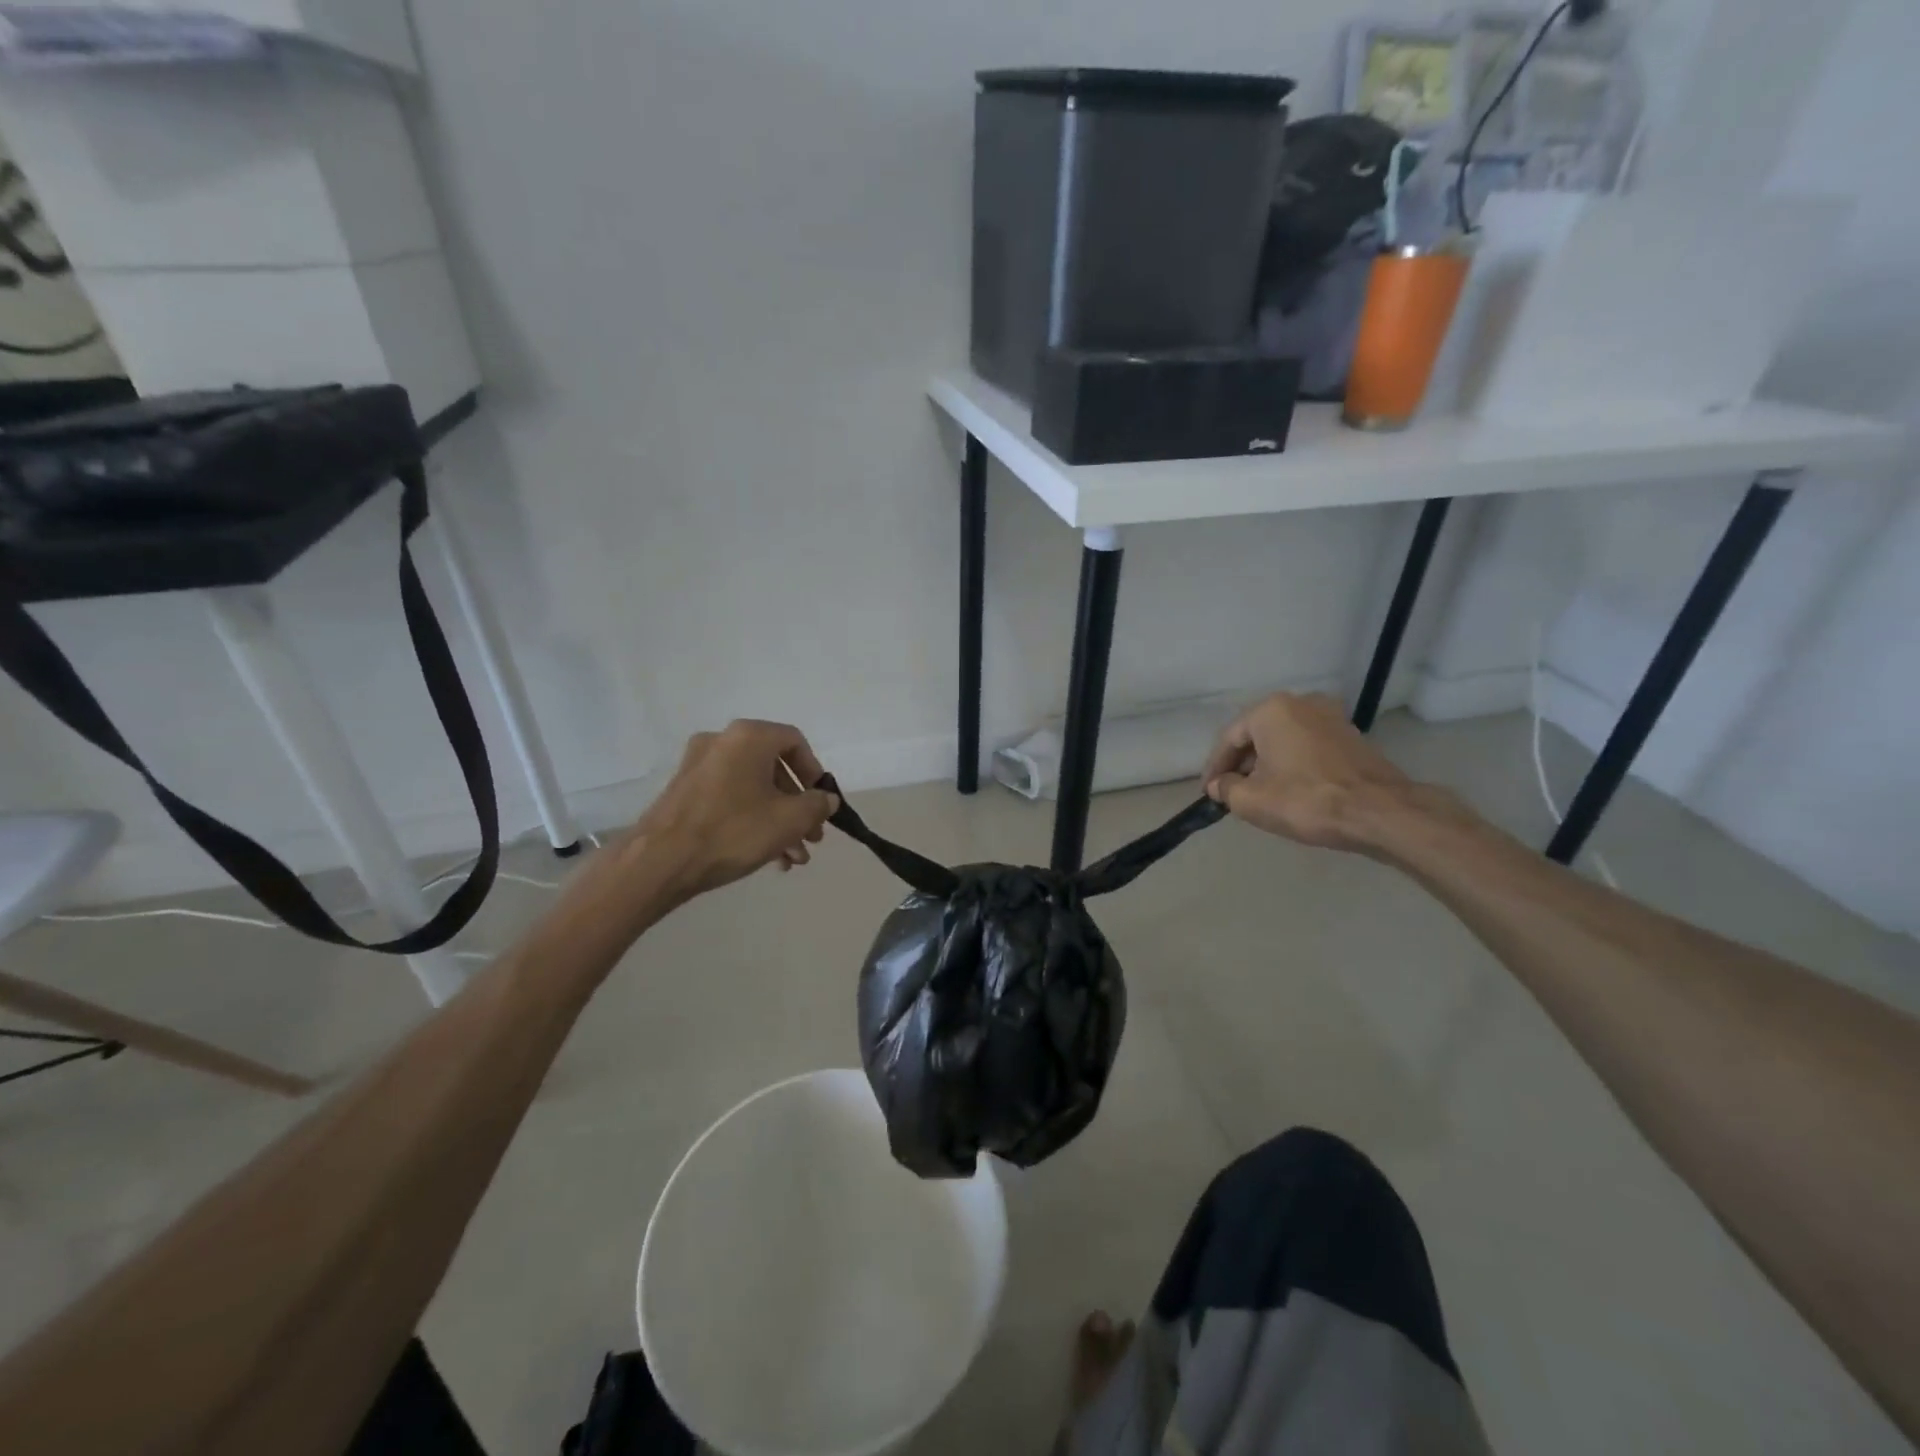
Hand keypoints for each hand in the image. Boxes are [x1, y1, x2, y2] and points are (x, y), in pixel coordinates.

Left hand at [636, 720, 839, 901]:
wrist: (660, 861)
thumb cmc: (733, 831)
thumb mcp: (790, 819)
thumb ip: (817, 805)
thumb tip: (826, 799)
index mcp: (749, 737)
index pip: (795, 742)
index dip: (815, 773)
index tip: (821, 803)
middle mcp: (721, 741)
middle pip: (774, 769)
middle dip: (798, 806)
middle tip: (811, 837)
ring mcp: (698, 766)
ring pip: (753, 788)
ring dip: (778, 820)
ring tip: (792, 857)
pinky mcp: (684, 792)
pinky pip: (730, 798)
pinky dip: (752, 820)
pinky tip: (766, 857)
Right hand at [1203, 693, 1415, 852]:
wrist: (1379, 812)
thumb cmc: (1306, 800)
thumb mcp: (1251, 800)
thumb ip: (1226, 789)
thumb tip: (1220, 785)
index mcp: (1270, 710)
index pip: (1228, 739)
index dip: (1214, 768)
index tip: (1208, 793)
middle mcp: (1300, 702)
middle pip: (1256, 735)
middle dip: (1240, 764)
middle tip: (1231, 792)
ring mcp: (1330, 716)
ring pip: (1283, 739)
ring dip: (1266, 763)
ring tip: (1258, 792)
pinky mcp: (1351, 735)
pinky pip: (1307, 745)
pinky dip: (1292, 763)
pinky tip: (1289, 787)